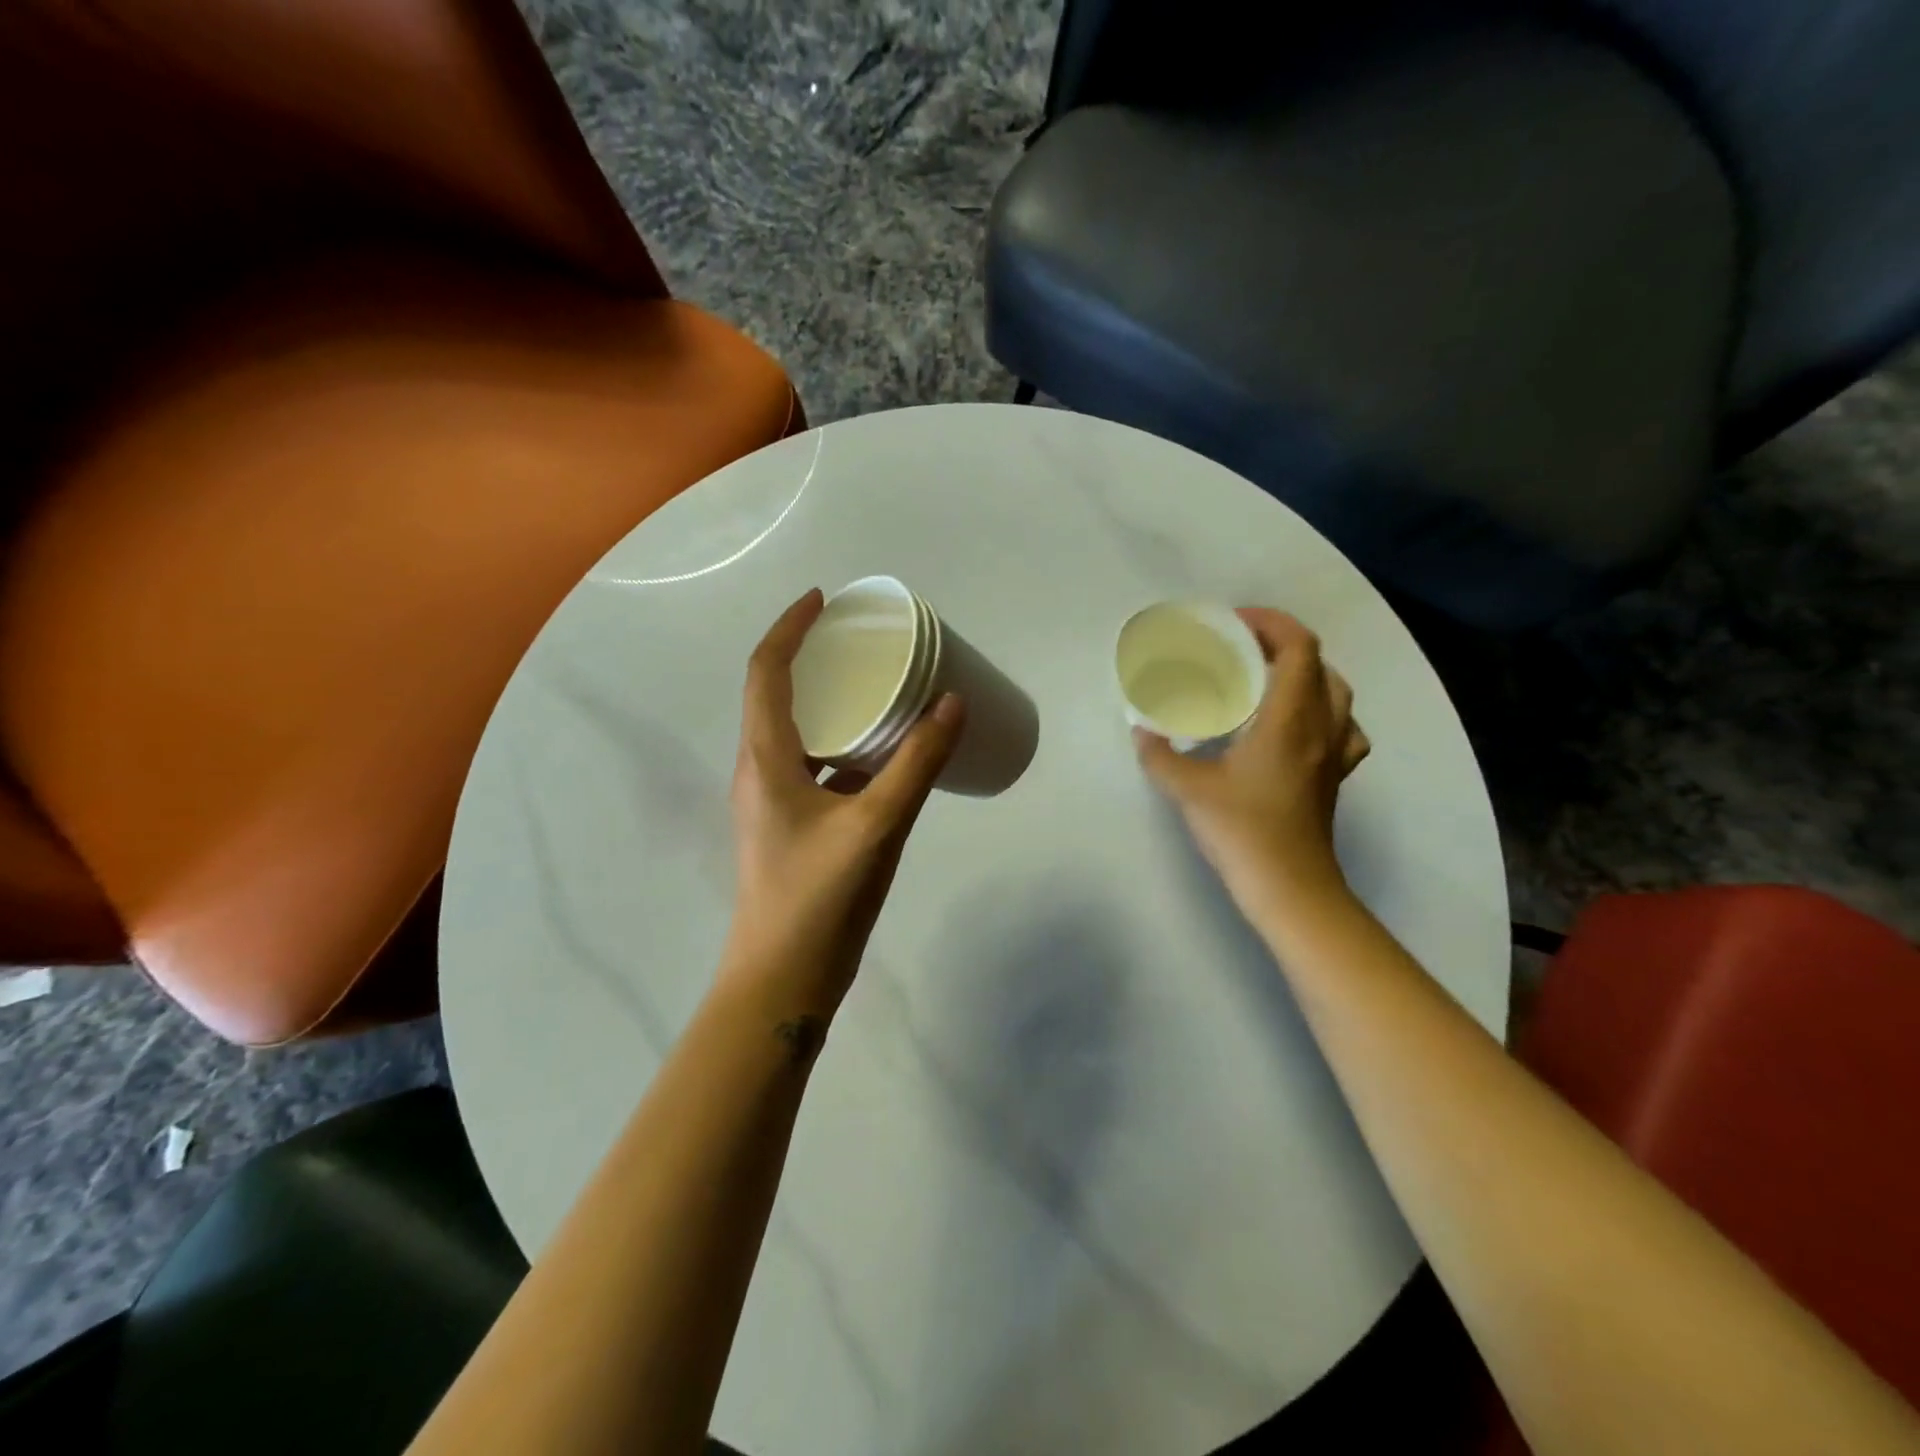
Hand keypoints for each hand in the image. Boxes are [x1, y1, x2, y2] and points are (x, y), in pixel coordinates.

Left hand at [719, 590, 964, 1019]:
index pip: (765, 673)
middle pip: (776, 697)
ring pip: (798, 735)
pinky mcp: (792, 828)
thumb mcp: (875, 825)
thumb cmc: (819, 898)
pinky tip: (883, 756)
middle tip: (859, 642)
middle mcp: (760, 772)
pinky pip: (816, 769)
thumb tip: (953, 704)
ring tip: (876, 689)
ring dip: (830, 706)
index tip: (823, 600)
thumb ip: (916, 764)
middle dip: (811, 660)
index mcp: (765, 760)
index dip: (788, 628)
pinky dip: (844, 749)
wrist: (782, 980)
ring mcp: (774, 803)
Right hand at [1134, 608, 1369, 928]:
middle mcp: (1321, 727)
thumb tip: (1142, 731)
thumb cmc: (1243, 832)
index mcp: (1290, 719)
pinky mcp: (1334, 776)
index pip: (1298, 647)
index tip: (1232, 624)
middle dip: (1281, 644)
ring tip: (1267, 680)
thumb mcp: (1188, 790)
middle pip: (1318, 663)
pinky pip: (1343, 727)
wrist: (1290, 888)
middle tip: (1240, 649)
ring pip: (1336, 692)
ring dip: (1305, 673)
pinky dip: (1323, 712)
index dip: (1270, 623)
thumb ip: (1159, 755)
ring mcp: (1334, 753)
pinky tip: (1298, 727)